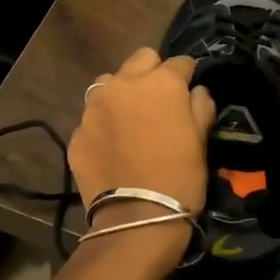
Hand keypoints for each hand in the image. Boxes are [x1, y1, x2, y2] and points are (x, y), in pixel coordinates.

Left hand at [70, 47, 215, 222]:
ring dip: (122, 93)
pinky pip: (93, 117)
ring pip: (109, 83)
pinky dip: (104, 124)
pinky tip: (113, 147)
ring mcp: (94, 107)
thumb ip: (201, 107)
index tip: (189, 89)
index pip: (179, 62)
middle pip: (140, 60)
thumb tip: (196, 91)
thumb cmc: (180, 178)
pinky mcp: (77, 131)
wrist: (136, 219)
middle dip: (152, 73)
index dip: (187, 74)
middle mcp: (123, 84)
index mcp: (160, 83)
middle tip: (159, 100)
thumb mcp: (202, 142)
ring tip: (130, 119)